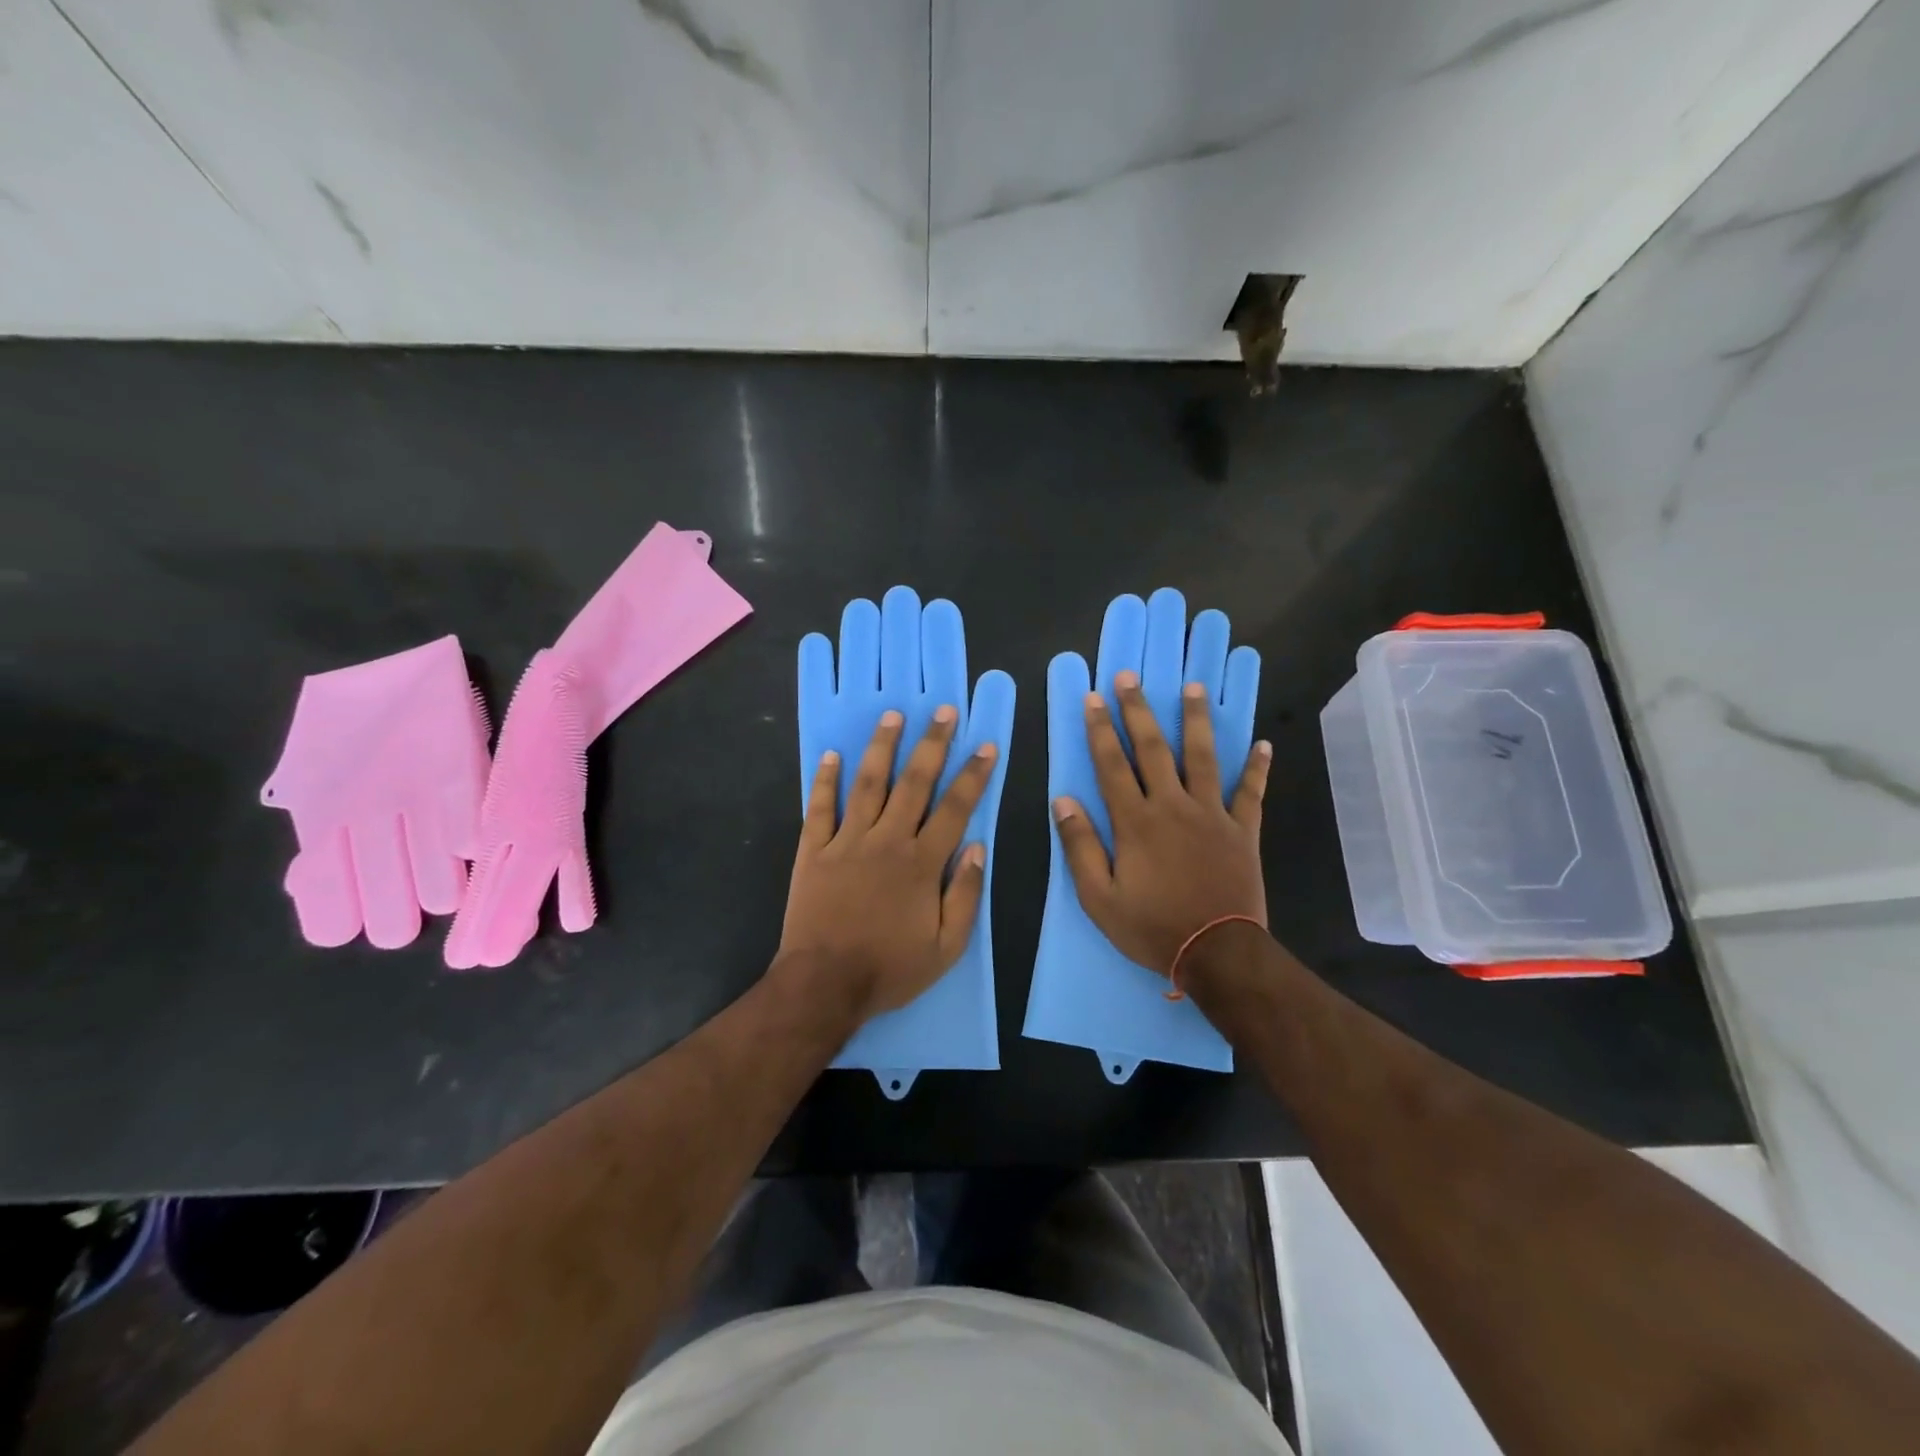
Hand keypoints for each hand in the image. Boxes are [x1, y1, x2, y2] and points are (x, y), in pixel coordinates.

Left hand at [777, 706, 997, 1023]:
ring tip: (892, 716)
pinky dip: (824, 780)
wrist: (824, 985)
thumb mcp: (946, 947)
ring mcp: (846, 842)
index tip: (985, 745)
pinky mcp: (812, 851)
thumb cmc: (890, 969)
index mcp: (921, 863)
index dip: (973, 775)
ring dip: (881, 748)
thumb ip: (965, 895)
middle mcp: (886, 841)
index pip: (954, 809)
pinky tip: (832, 755)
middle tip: (942, 711)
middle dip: (931, 744)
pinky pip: (819, 808)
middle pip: (913, 783)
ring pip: (867, 784)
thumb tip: (978, 848)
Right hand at [1054, 669, 1271, 975]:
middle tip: (1130, 677)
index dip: (1099, 730)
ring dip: (1196, 721)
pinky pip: (1250, 793)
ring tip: (1192, 688)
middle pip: (1153, 749)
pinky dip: (1257, 768)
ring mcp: (1212, 815)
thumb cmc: (1152, 927)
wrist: (1218, 954)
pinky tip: (1263, 744)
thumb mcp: (1099, 898)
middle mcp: (1173, 806)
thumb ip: (1080, 846)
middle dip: (1138, 711)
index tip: (1093, 699)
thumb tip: (1063, 801)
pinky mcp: (1242, 831)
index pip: (1111, 765)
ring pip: (1203, 757)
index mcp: (1135, 822)